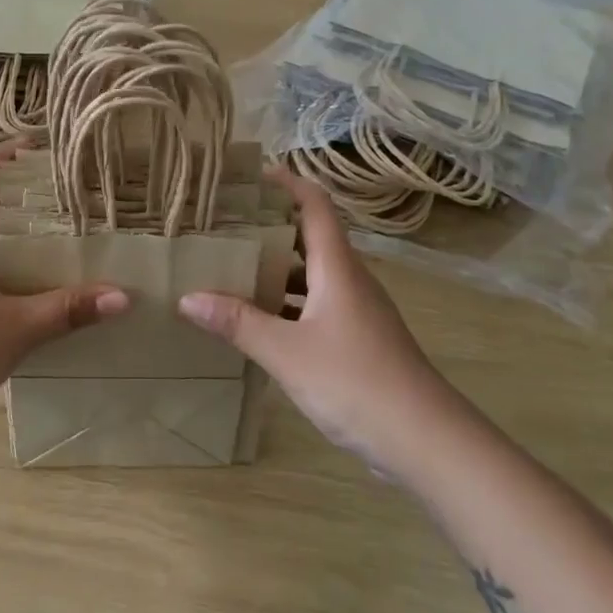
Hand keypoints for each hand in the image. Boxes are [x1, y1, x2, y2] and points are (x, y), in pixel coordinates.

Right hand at [176, 167, 446, 466]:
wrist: (425, 440)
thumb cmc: (355, 381)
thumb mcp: (286, 352)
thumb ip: (238, 323)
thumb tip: (186, 297)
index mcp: (338, 269)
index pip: (316, 207)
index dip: (288, 183)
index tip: (253, 173)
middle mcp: (350, 281)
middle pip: (311, 238)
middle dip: (271, 227)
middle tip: (226, 224)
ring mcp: (357, 312)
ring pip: (313, 275)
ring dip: (277, 269)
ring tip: (233, 268)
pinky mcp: (358, 340)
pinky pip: (317, 306)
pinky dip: (288, 304)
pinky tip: (260, 321)